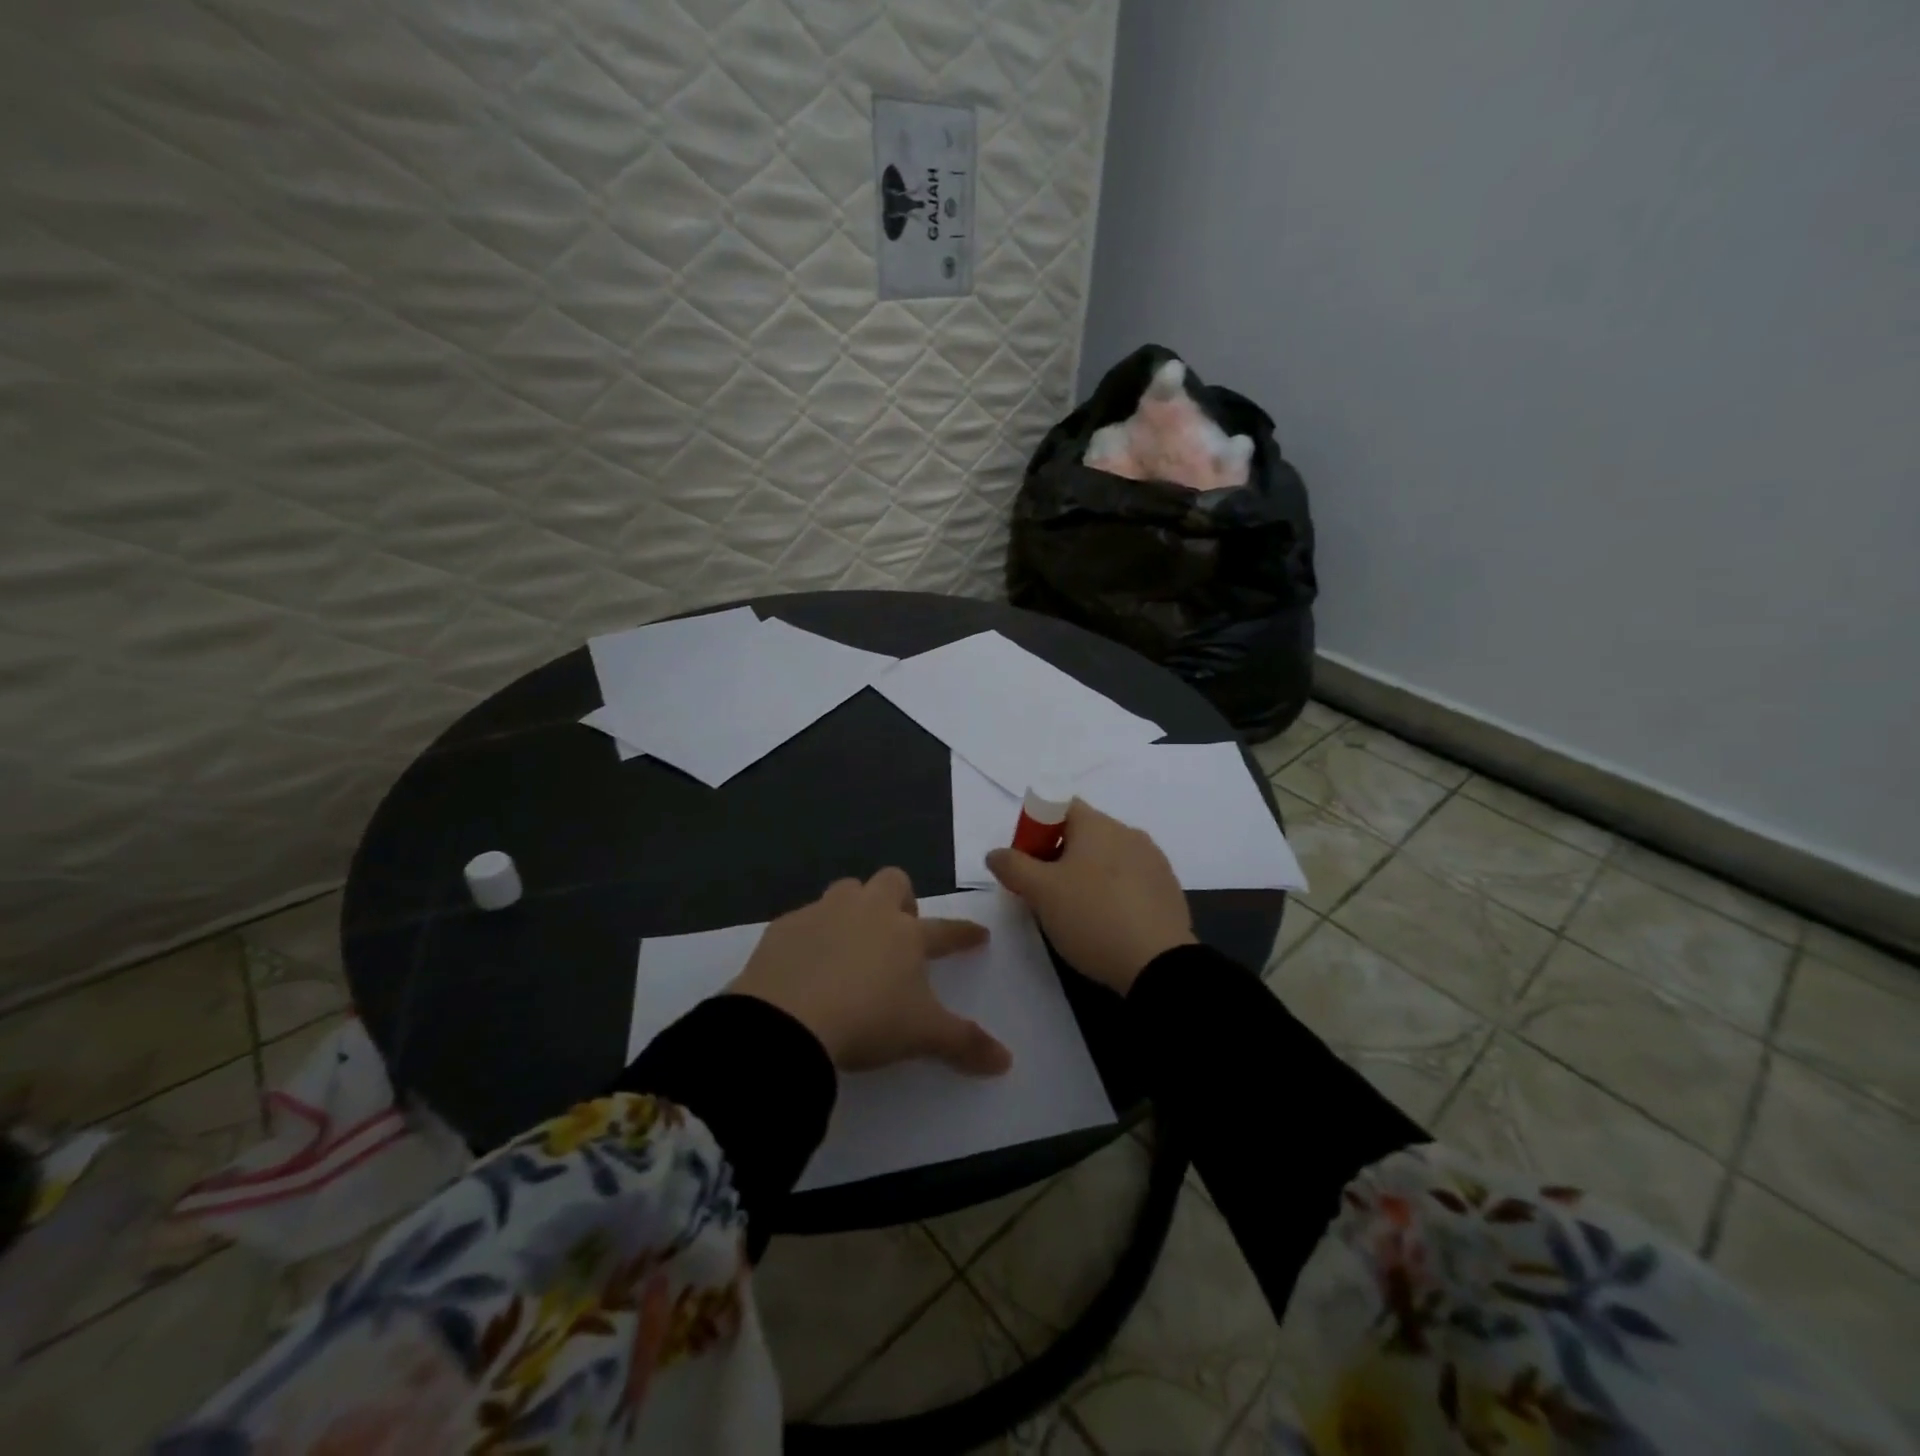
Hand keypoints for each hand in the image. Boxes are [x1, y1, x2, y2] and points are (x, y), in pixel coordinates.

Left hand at [728, 869, 1012, 1075]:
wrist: (787, 1021)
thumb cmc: (867, 1021)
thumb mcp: (921, 1035)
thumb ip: (965, 1043)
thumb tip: (1006, 1061)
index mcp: (906, 934)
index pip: (946, 930)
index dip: (964, 934)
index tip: (978, 935)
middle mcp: (867, 912)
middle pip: (892, 882)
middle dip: (901, 899)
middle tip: (899, 930)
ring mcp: (823, 913)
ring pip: (847, 890)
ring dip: (855, 908)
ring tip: (852, 940)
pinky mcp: (784, 927)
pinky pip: (805, 919)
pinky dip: (812, 934)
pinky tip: (807, 961)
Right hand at [986, 801, 1194, 993]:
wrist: (1158, 965)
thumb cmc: (1092, 917)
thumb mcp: (1041, 892)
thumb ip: (1013, 866)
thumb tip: (996, 853)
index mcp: (1098, 824)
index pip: (1059, 806)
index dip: (1036, 829)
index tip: (1027, 864)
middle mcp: (1128, 833)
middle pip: (1083, 833)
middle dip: (1058, 856)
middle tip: (1043, 893)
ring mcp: (1153, 861)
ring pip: (1107, 858)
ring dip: (1086, 876)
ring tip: (1075, 913)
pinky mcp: (1168, 890)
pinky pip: (1130, 881)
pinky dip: (1112, 893)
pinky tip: (1106, 924)